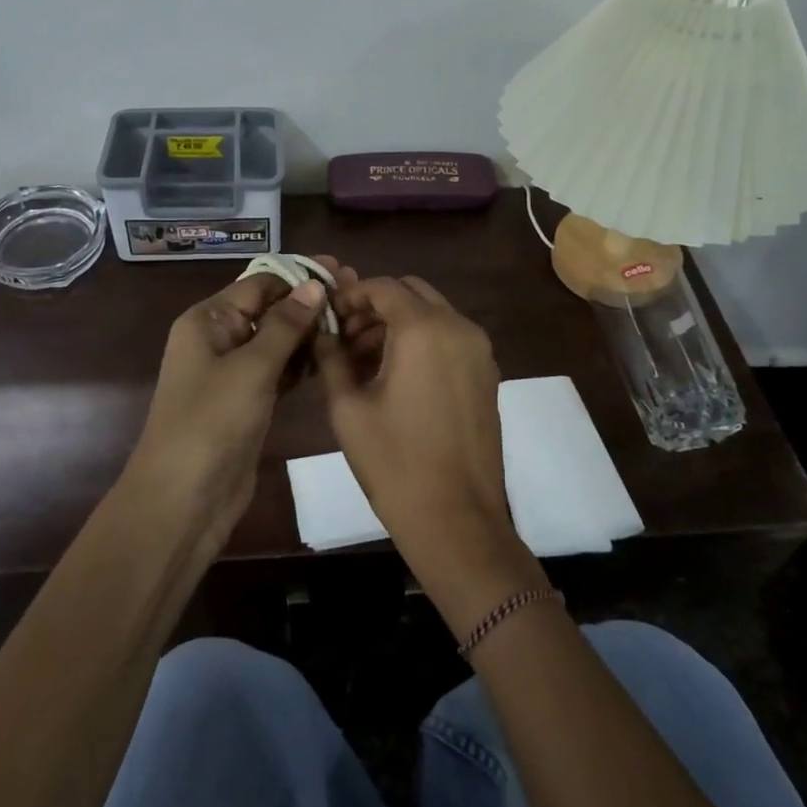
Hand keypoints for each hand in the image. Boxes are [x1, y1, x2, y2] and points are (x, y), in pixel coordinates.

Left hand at [131, 259, 341, 533]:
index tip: (341, 270)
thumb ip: (285, 325)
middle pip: (268, 309)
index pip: (258, 284)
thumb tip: (315, 285)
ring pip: (276, 340)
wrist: (184, 500)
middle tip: (355, 294)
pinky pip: (279, 370)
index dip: (298, 275)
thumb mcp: (251, 367)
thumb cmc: (212, 422)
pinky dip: (302, 362)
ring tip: (353, 321)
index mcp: (207, 320)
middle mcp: (218, 339)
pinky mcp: (248, 401)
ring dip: (309, 331)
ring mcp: (233, 373)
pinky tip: (334, 355)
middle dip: (308, 302)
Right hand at [315, 277, 536, 605]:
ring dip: (398, 323)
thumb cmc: (394, 463)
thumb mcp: (348, 408)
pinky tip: (395, 375)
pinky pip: (450, 338)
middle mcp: (458, 327)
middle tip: (344, 338)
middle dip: (375, 306)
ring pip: (432, 314)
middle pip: (412, 293)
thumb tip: (319, 331)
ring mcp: (479, 350)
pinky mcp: (486, 373)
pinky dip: (421, 340)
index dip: (351, 295)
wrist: (456, 519)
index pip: (383, 286)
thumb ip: (331, 357)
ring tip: (362, 360)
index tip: (328, 318)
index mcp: (423, 329)